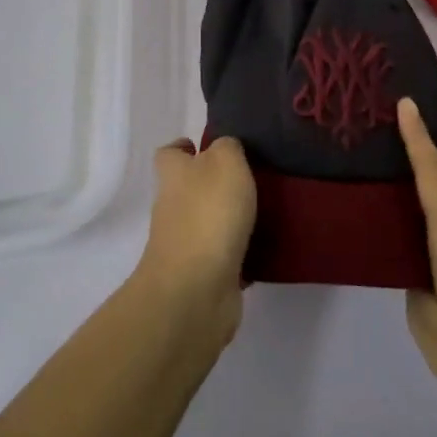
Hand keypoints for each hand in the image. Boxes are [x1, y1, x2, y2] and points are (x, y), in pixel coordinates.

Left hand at [131, 137, 256, 346]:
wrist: (196, 290)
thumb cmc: (209, 214)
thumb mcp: (225, 162)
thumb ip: (227, 147)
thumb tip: (225, 149)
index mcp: (173, 175)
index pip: (169, 154)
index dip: (184, 148)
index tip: (207, 147)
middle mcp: (173, 207)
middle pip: (190, 188)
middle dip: (216, 183)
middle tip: (253, 177)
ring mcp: (186, 244)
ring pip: (209, 222)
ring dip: (231, 218)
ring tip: (268, 209)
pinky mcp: (203, 276)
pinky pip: (225, 256)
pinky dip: (241, 252)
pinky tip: (266, 246)